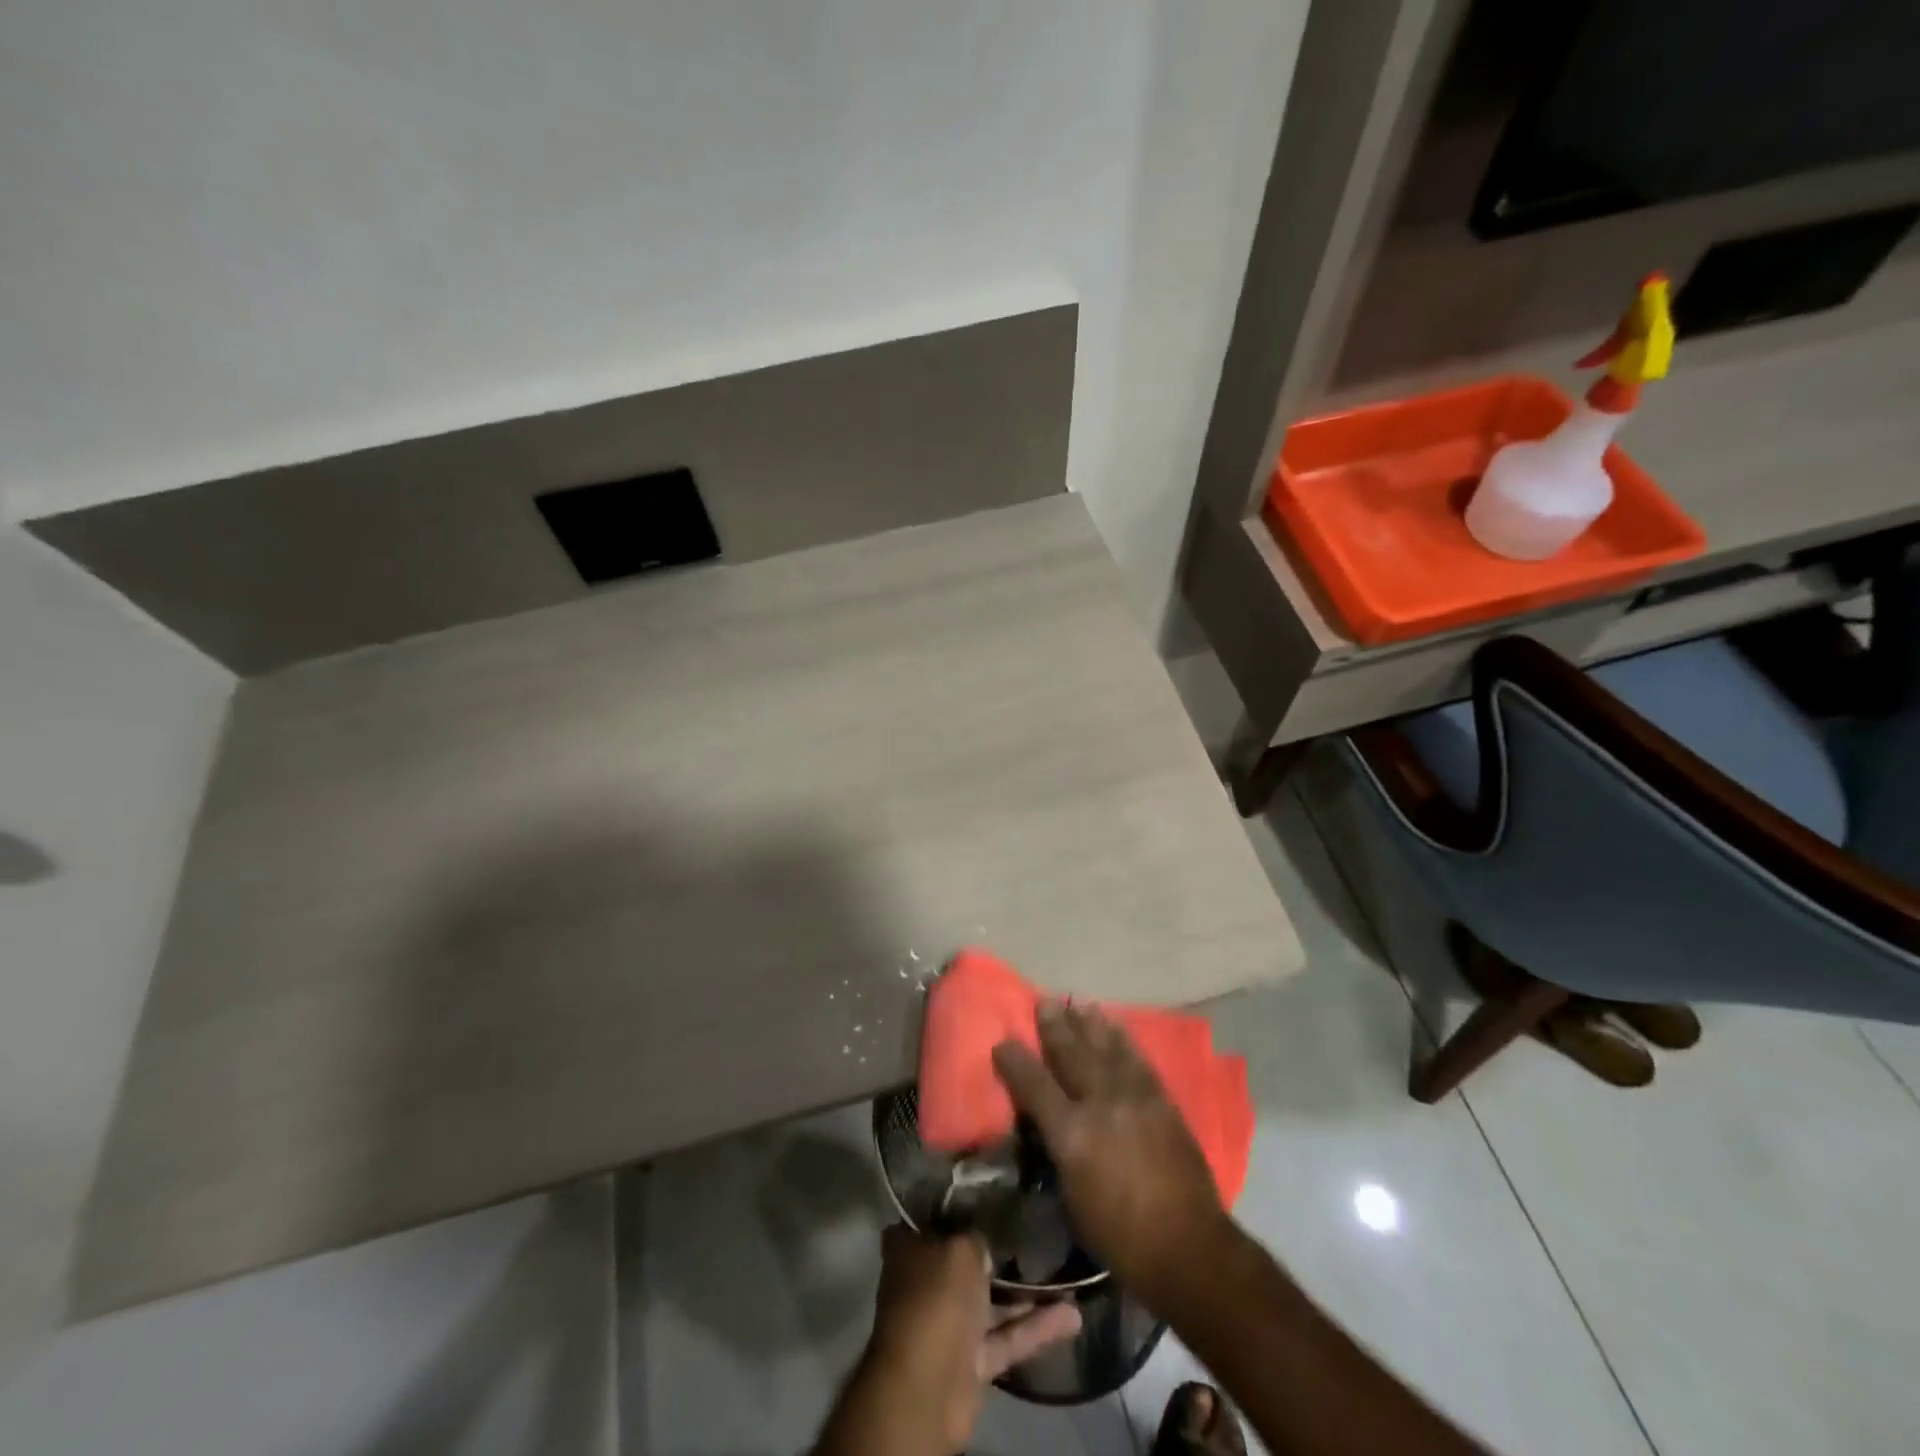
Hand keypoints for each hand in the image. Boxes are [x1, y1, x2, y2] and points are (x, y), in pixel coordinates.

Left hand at [853, 1225, 1080, 1455]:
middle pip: (965, 1262)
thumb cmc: (937, 1298)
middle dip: (996, 1252)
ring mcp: (949, 1324)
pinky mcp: (972, 1361)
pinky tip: (1073, 1315)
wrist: (929, 1387)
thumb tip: (985, 1242)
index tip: (992, 1195)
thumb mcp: (960, 1248)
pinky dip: (1036, 1328)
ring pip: (991, 1302)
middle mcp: (926, 1283)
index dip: (960, 1207)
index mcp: (909, 1249)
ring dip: (1026, 1293)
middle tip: (1034, 1230)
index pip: (934, 1219)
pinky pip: (1007, 1337)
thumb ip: (976, 1238)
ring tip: (1065, 1273)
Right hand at [992, 1001, 1229, 1312]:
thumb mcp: (1072, 1198)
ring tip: (1079, 1003)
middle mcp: (1101, 1105)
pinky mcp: (1161, 1101)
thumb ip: (1059, 1150)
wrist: (1187, 1246)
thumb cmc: (1120, 1236)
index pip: (1034, 1085)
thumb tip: (1052, 1124)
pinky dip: (1124, 1040)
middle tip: (1045, 1002)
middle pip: (1072, 1055)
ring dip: (1091, 1024)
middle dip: (1056, 1027)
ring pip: (1107, 1049)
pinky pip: (1138, 1060)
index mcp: (1072, 1135)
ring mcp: (1134, 1098)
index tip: (1003, 1042)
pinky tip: (1116, 1028)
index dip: (1015, 1061)